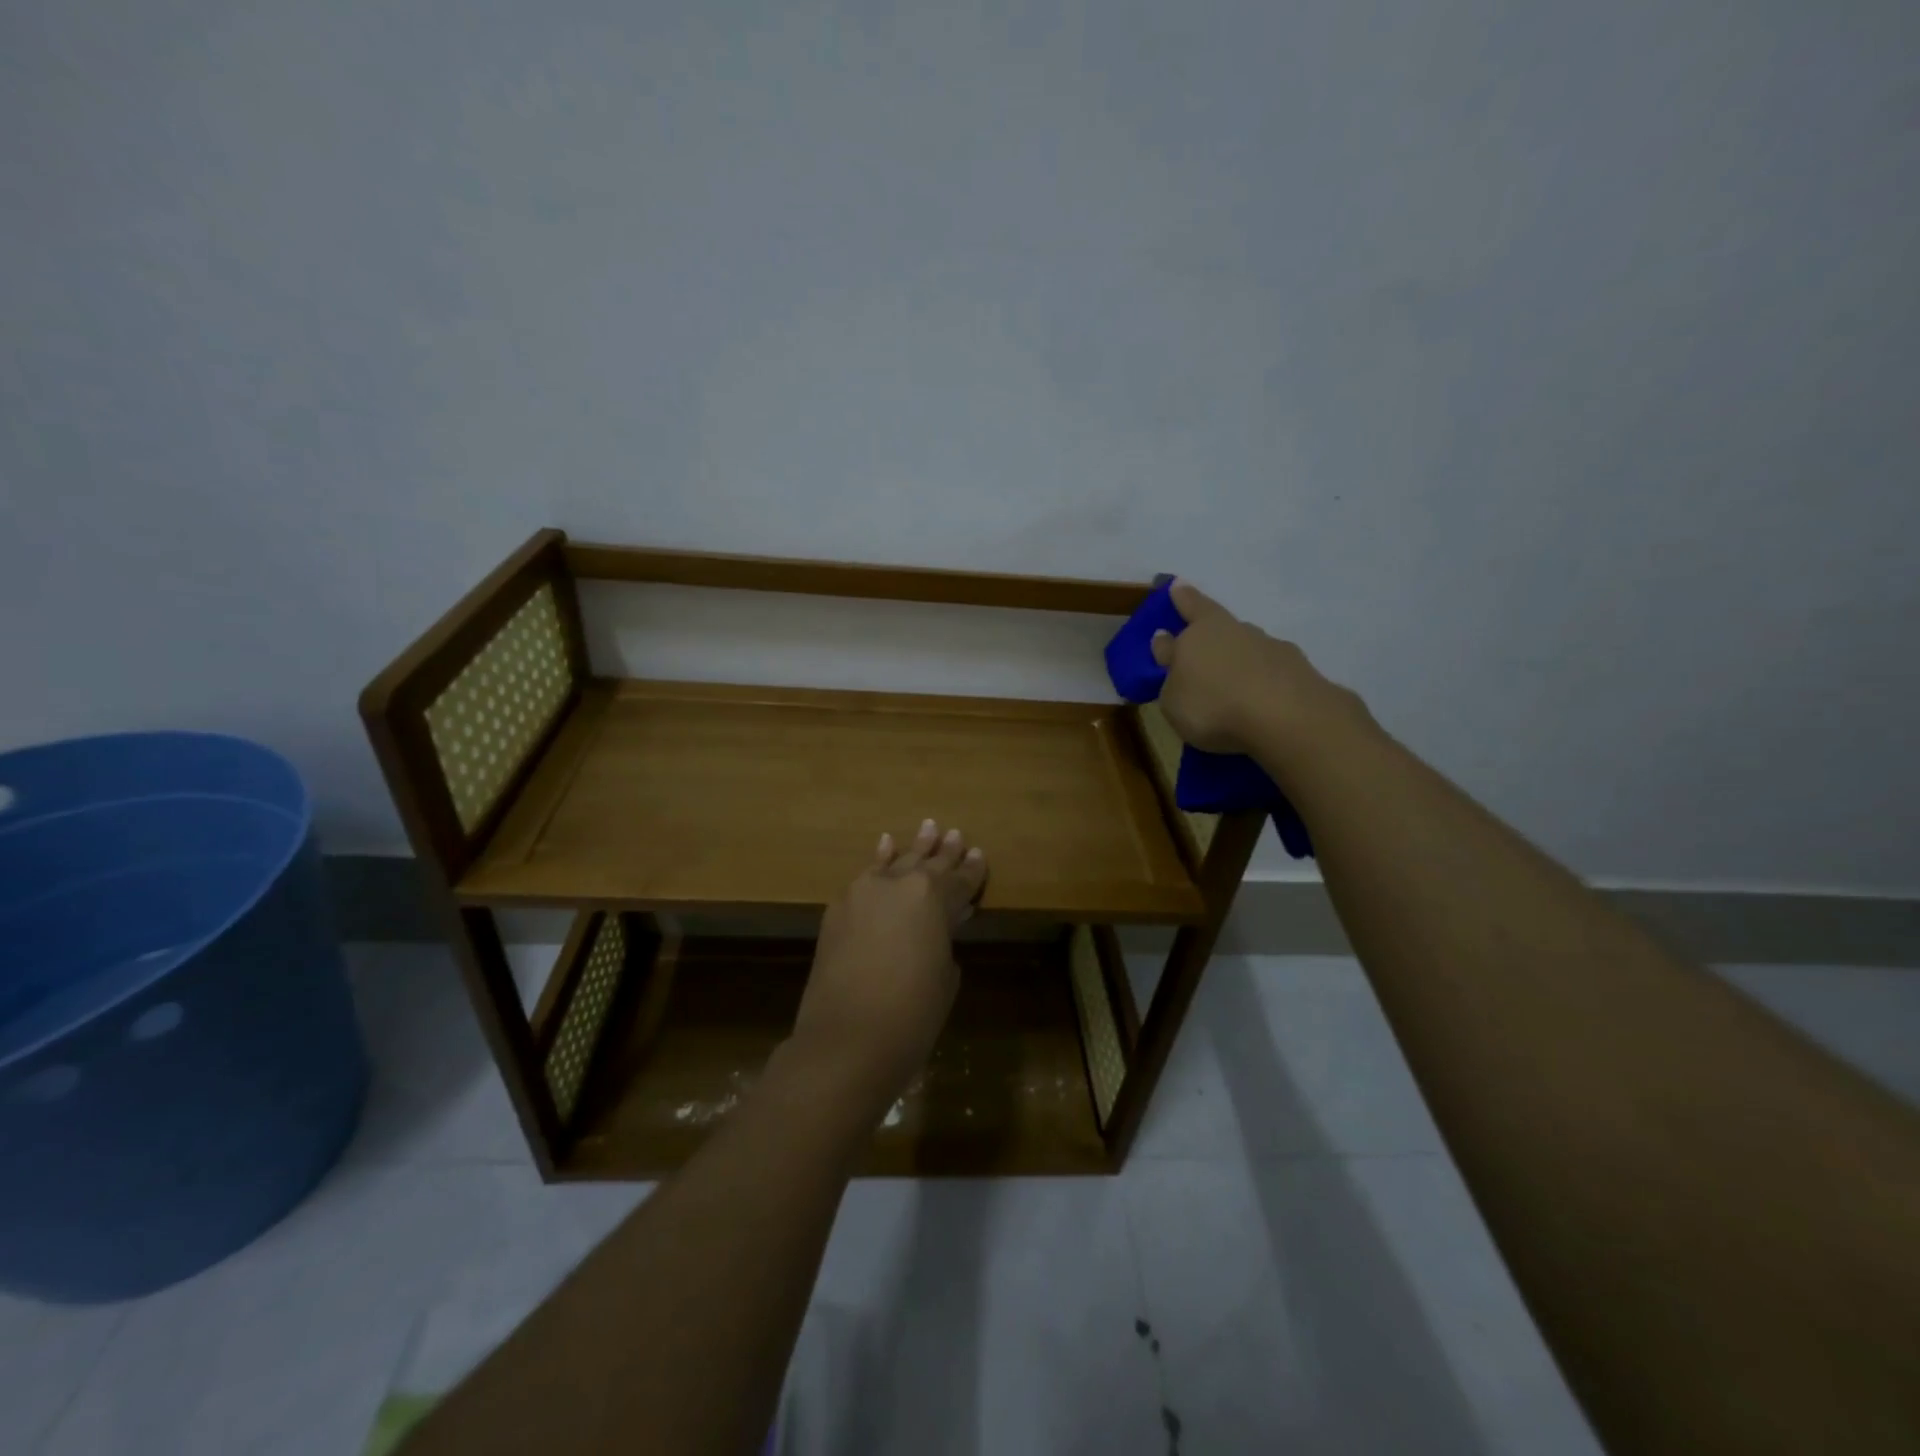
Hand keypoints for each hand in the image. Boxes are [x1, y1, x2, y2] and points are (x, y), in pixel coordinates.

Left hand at [788, 820, 987, 1118]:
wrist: (845, 1041)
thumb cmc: (911, 1015)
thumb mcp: (944, 976)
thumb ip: (944, 940)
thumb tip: (939, 926)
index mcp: (933, 898)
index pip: (960, 881)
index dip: (972, 871)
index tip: (979, 854)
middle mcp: (899, 884)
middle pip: (928, 864)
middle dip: (945, 853)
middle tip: (957, 835)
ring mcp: (863, 893)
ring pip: (895, 862)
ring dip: (913, 848)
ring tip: (929, 827)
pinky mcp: (838, 909)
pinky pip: (865, 876)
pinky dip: (878, 860)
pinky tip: (885, 845)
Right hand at [1150, 580, 1370, 761]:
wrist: (1286, 718)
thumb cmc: (1212, 706)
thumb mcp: (1172, 699)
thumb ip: (1169, 674)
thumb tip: (1169, 646)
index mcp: (1200, 630)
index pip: (1187, 606)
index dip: (1180, 598)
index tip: (1176, 586)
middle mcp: (1235, 630)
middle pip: (1218, 625)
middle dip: (1209, 634)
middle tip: (1202, 646)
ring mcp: (1270, 646)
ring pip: (1246, 647)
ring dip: (1237, 660)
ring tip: (1230, 686)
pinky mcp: (1297, 668)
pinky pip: (1269, 671)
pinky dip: (1261, 681)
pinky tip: (1259, 699)